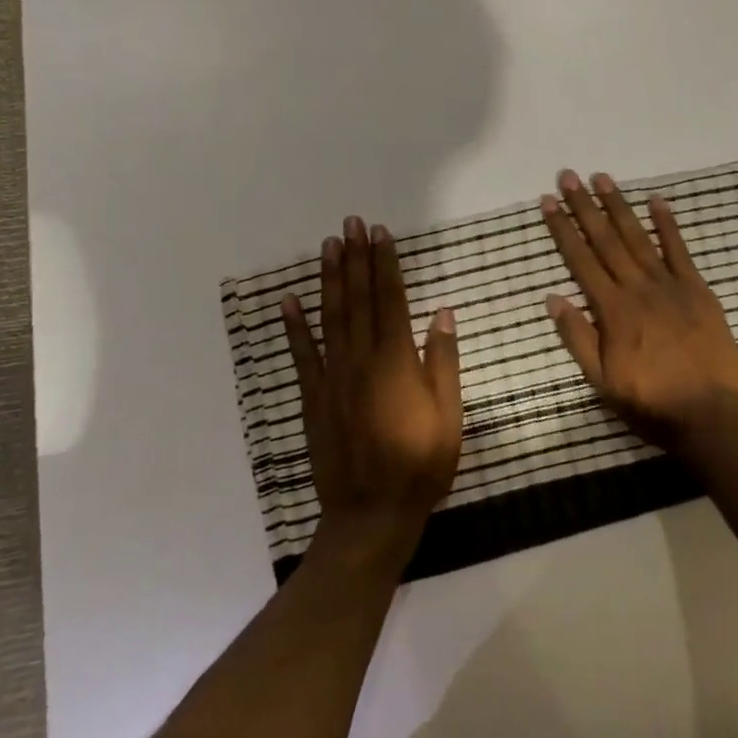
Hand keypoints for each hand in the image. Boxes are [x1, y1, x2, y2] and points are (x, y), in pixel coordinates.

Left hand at [282, 217, 461, 564]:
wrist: (372, 514)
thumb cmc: (422, 465)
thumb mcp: (449, 415)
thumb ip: (443, 361)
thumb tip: (441, 312)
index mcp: (397, 362)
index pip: (391, 300)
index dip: (386, 264)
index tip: (381, 234)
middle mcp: (361, 360)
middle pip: (358, 300)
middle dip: (356, 259)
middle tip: (352, 223)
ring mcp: (333, 378)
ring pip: (330, 318)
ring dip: (329, 279)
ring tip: (329, 245)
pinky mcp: (313, 399)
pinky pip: (301, 356)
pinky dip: (293, 327)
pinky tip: (287, 300)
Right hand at [540, 170, 737, 451]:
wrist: (711, 414)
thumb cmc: (651, 403)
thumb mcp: (602, 381)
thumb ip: (577, 337)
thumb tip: (553, 297)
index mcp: (612, 311)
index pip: (580, 261)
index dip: (563, 229)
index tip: (549, 201)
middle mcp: (637, 288)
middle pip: (606, 240)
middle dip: (585, 207)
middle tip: (569, 176)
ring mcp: (670, 285)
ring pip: (638, 237)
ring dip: (618, 206)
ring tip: (602, 179)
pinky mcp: (697, 289)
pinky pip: (679, 250)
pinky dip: (667, 224)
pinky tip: (656, 200)